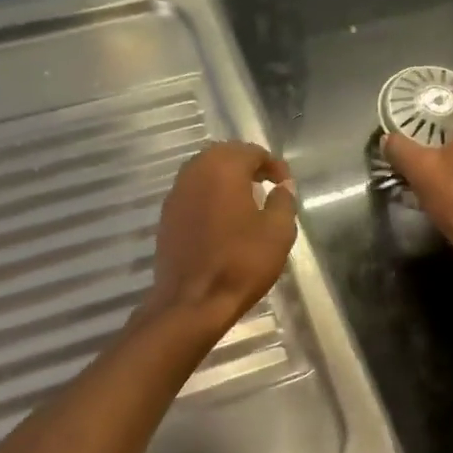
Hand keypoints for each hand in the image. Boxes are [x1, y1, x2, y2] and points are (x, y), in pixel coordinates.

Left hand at [145, 141, 297, 334]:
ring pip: (204, 172)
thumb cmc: (241, 263)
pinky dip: (210, 195)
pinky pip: (193, 192)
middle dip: (247, 164)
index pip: (251, 152)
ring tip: (247, 198)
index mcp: (222, 169)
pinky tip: (224, 217)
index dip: (273, 164)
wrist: (192, 301)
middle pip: (224, 155)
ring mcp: (176, 194)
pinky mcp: (167, 216)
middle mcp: (194, 172)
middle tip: (267, 183)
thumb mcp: (278, 232)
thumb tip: (283, 186)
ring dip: (226, 178)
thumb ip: (283, 202)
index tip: (286, 183)